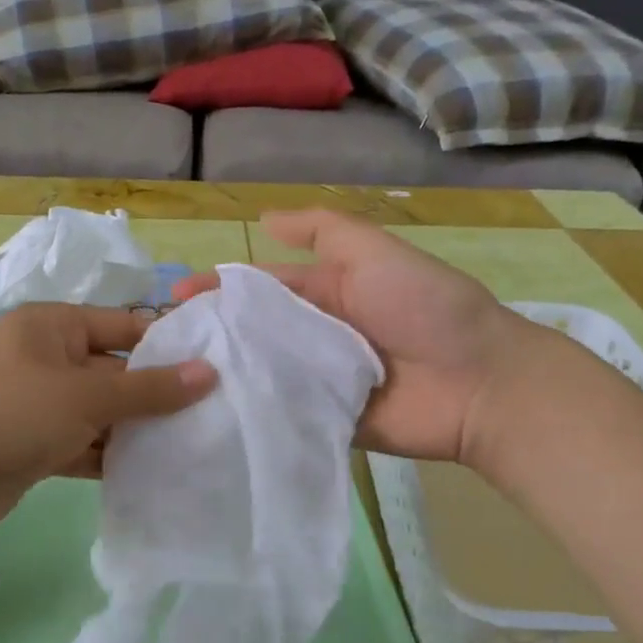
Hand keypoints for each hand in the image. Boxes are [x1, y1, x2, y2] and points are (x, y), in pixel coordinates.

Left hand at [0, 303, 215, 543]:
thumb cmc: (8, 413)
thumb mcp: (84, 395)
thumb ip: (148, 388)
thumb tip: (209, 373)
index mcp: (52, 327)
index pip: (124, 327)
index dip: (168, 345)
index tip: (215, 367)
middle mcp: (46, 360)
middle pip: (115, 372)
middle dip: (156, 394)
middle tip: (212, 414)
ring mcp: (38, 405)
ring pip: (100, 413)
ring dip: (136, 429)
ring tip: (193, 445)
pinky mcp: (33, 446)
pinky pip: (82, 445)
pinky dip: (110, 456)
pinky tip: (151, 472)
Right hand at [175, 210, 539, 463]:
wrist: (479, 384)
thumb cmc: (426, 308)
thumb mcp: (375, 253)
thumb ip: (324, 232)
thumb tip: (264, 218)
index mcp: (327, 293)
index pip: (262, 288)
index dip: (220, 289)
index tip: (175, 299)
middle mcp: (317, 336)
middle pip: (256, 333)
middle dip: (214, 335)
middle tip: (163, 346)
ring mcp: (319, 383)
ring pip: (263, 375)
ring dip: (226, 376)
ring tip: (173, 384)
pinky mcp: (325, 424)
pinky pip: (283, 416)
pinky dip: (253, 415)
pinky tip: (208, 419)